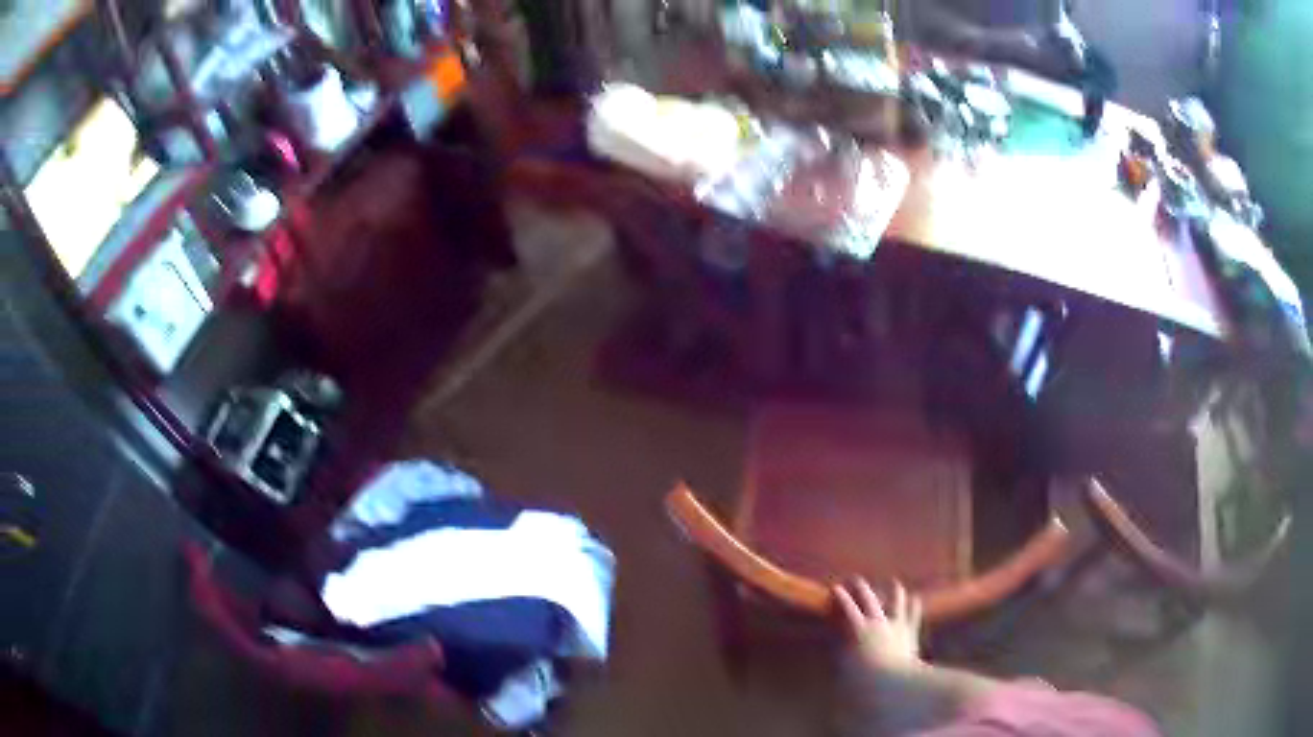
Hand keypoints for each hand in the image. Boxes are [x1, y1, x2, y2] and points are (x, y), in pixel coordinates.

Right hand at [833, 578, 923, 674]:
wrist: (895, 681)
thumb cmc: (863, 679)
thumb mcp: (844, 667)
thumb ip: (840, 653)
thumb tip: (834, 645)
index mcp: (859, 629)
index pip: (848, 608)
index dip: (841, 597)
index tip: (836, 587)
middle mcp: (878, 621)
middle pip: (869, 598)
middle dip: (861, 587)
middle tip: (856, 579)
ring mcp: (896, 624)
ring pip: (897, 600)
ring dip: (894, 591)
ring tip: (894, 583)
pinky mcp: (910, 632)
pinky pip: (913, 615)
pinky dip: (914, 606)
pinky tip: (915, 599)